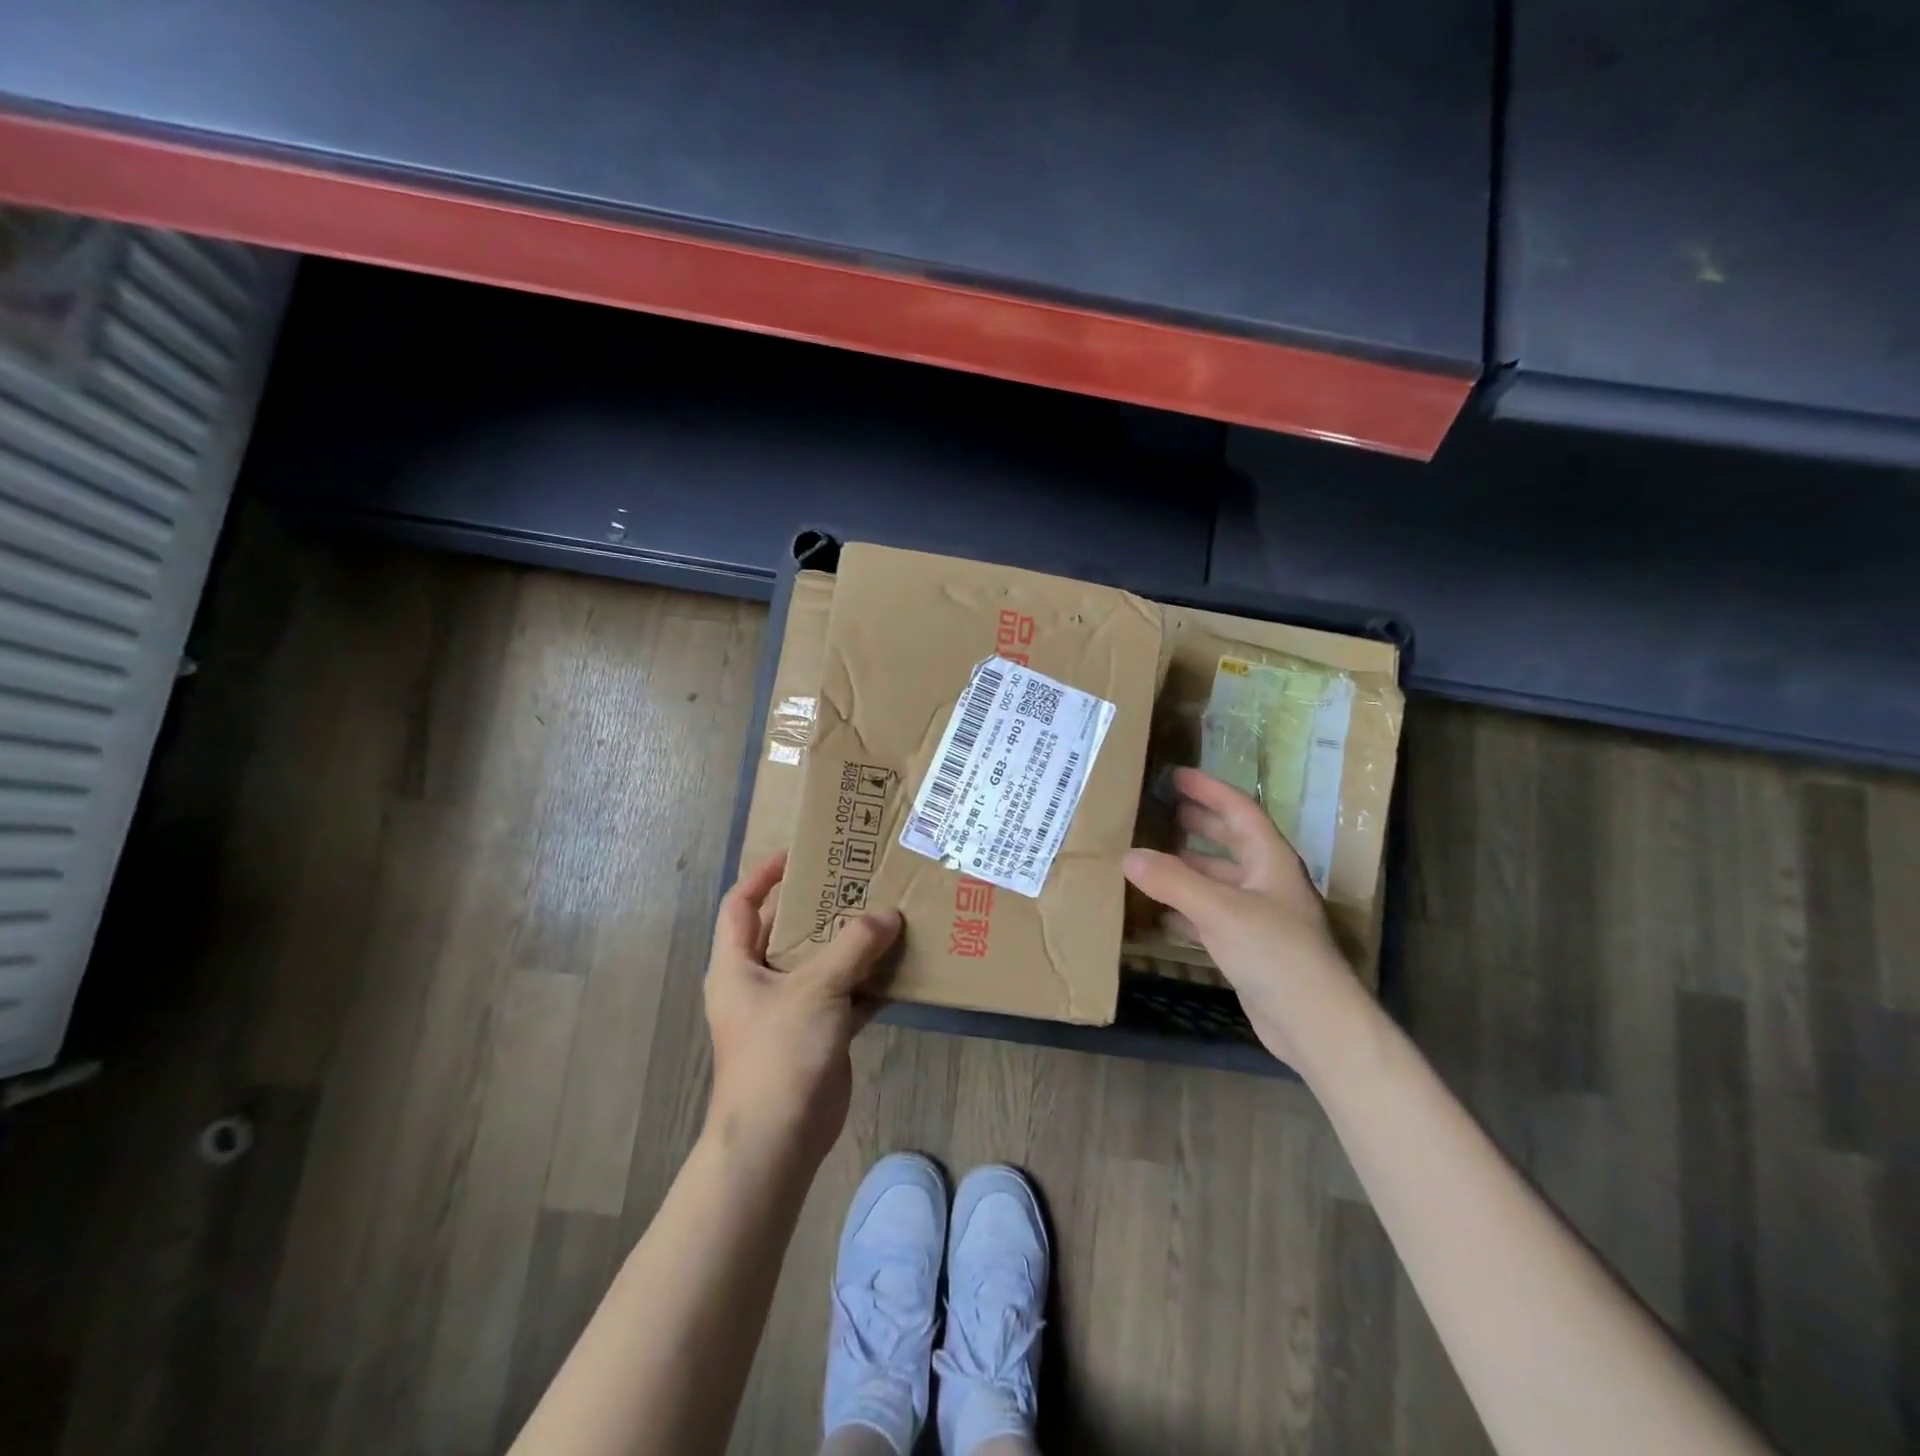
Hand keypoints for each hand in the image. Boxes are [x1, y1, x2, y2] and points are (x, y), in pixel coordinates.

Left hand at [705, 851, 901, 1166]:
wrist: (778, 1139)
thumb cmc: (780, 1051)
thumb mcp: (816, 988)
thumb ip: (854, 946)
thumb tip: (889, 914)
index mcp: (737, 964)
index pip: (741, 904)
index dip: (764, 874)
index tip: (800, 853)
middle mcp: (758, 981)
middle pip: (787, 930)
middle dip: (820, 906)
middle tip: (859, 880)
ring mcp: (788, 1009)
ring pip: (820, 963)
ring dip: (850, 943)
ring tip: (887, 912)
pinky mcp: (817, 1033)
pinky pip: (844, 995)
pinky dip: (867, 981)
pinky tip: (900, 965)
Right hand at [1123, 767, 1361, 1066]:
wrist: (1314, 1023)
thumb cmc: (1275, 953)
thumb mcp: (1220, 910)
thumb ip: (1173, 881)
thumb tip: (1128, 856)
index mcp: (1270, 860)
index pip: (1239, 810)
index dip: (1208, 789)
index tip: (1176, 775)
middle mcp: (1266, 881)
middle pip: (1229, 841)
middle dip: (1196, 823)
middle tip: (1158, 809)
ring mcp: (1258, 915)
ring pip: (1216, 879)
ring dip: (1185, 866)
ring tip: (1147, 855)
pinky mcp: (1247, 946)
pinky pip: (1209, 914)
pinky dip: (1183, 908)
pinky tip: (1156, 912)